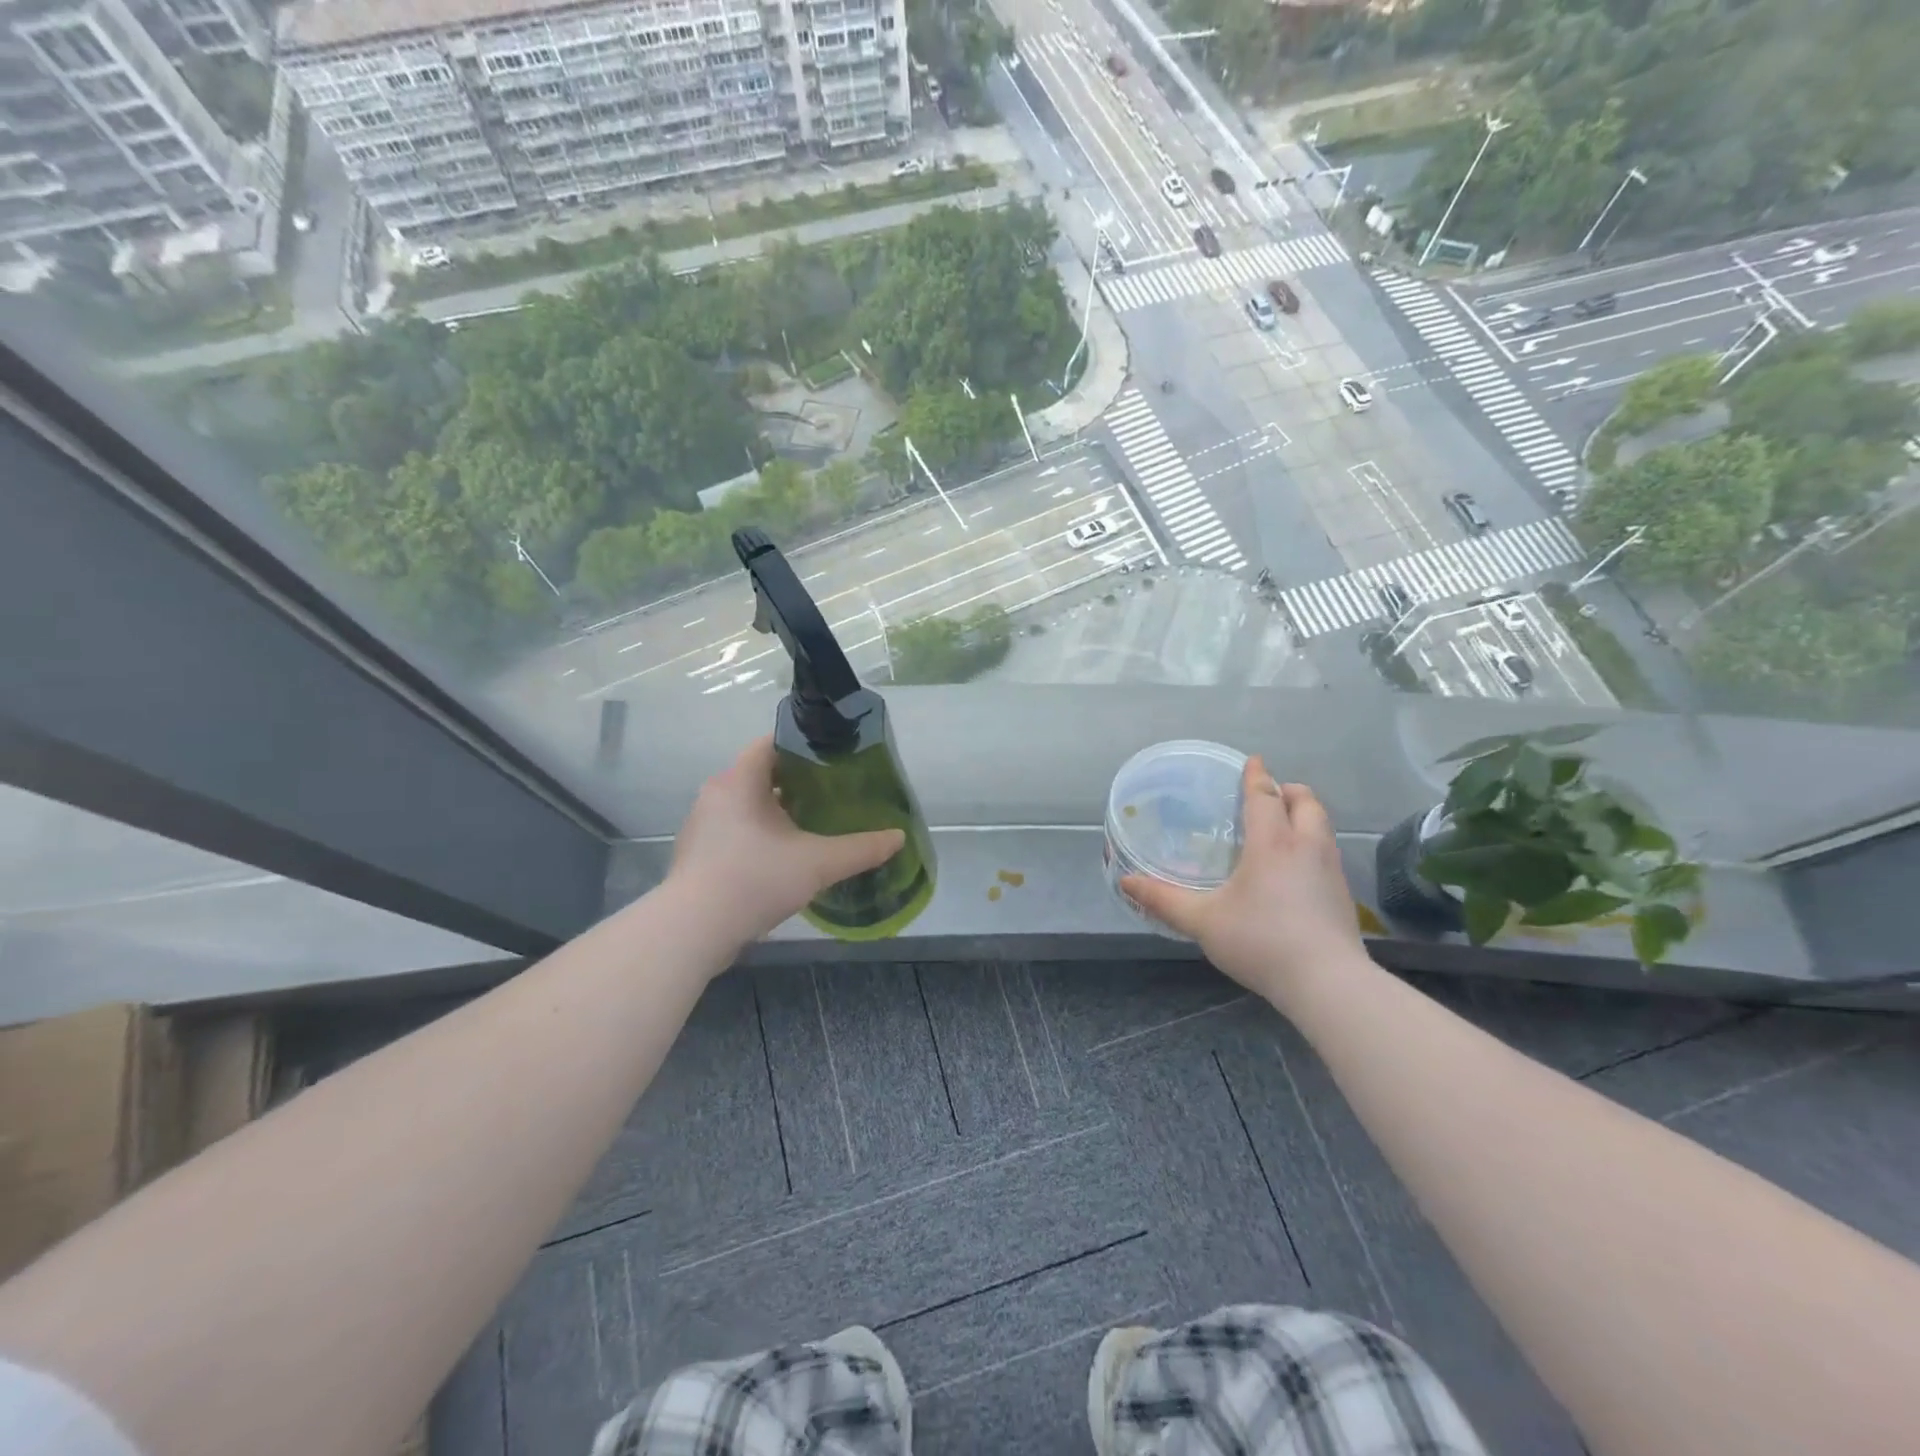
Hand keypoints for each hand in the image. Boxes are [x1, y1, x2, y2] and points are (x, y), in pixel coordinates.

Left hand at [667, 736, 905, 949]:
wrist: (693, 930)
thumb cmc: (755, 879)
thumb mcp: (819, 863)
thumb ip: (861, 849)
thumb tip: (899, 837)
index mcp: (740, 780)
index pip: (772, 744)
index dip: (805, 747)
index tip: (835, 760)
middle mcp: (716, 794)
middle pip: (762, 774)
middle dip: (797, 782)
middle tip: (833, 794)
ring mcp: (702, 825)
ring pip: (747, 804)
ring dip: (778, 810)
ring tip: (814, 824)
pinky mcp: (698, 854)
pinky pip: (735, 830)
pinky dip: (759, 834)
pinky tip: (783, 857)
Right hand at [1122, 756, 1364, 1004]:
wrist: (1327, 983)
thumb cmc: (1261, 941)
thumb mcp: (1203, 921)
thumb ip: (1164, 900)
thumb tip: (1126, 882)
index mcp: (1272, 843)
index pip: (1265, 797)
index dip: (1257, 776)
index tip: (1254, 761)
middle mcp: (1306, 847)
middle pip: (1306, 802)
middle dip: (1289, 790)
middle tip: (1271, 793)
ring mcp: (1331, 871)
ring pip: (1322, 826)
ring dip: (1305, 816)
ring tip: (1284, 826)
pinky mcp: (1343, 895)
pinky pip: (1328, 852)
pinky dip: (1313, 844)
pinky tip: (1298, 869)